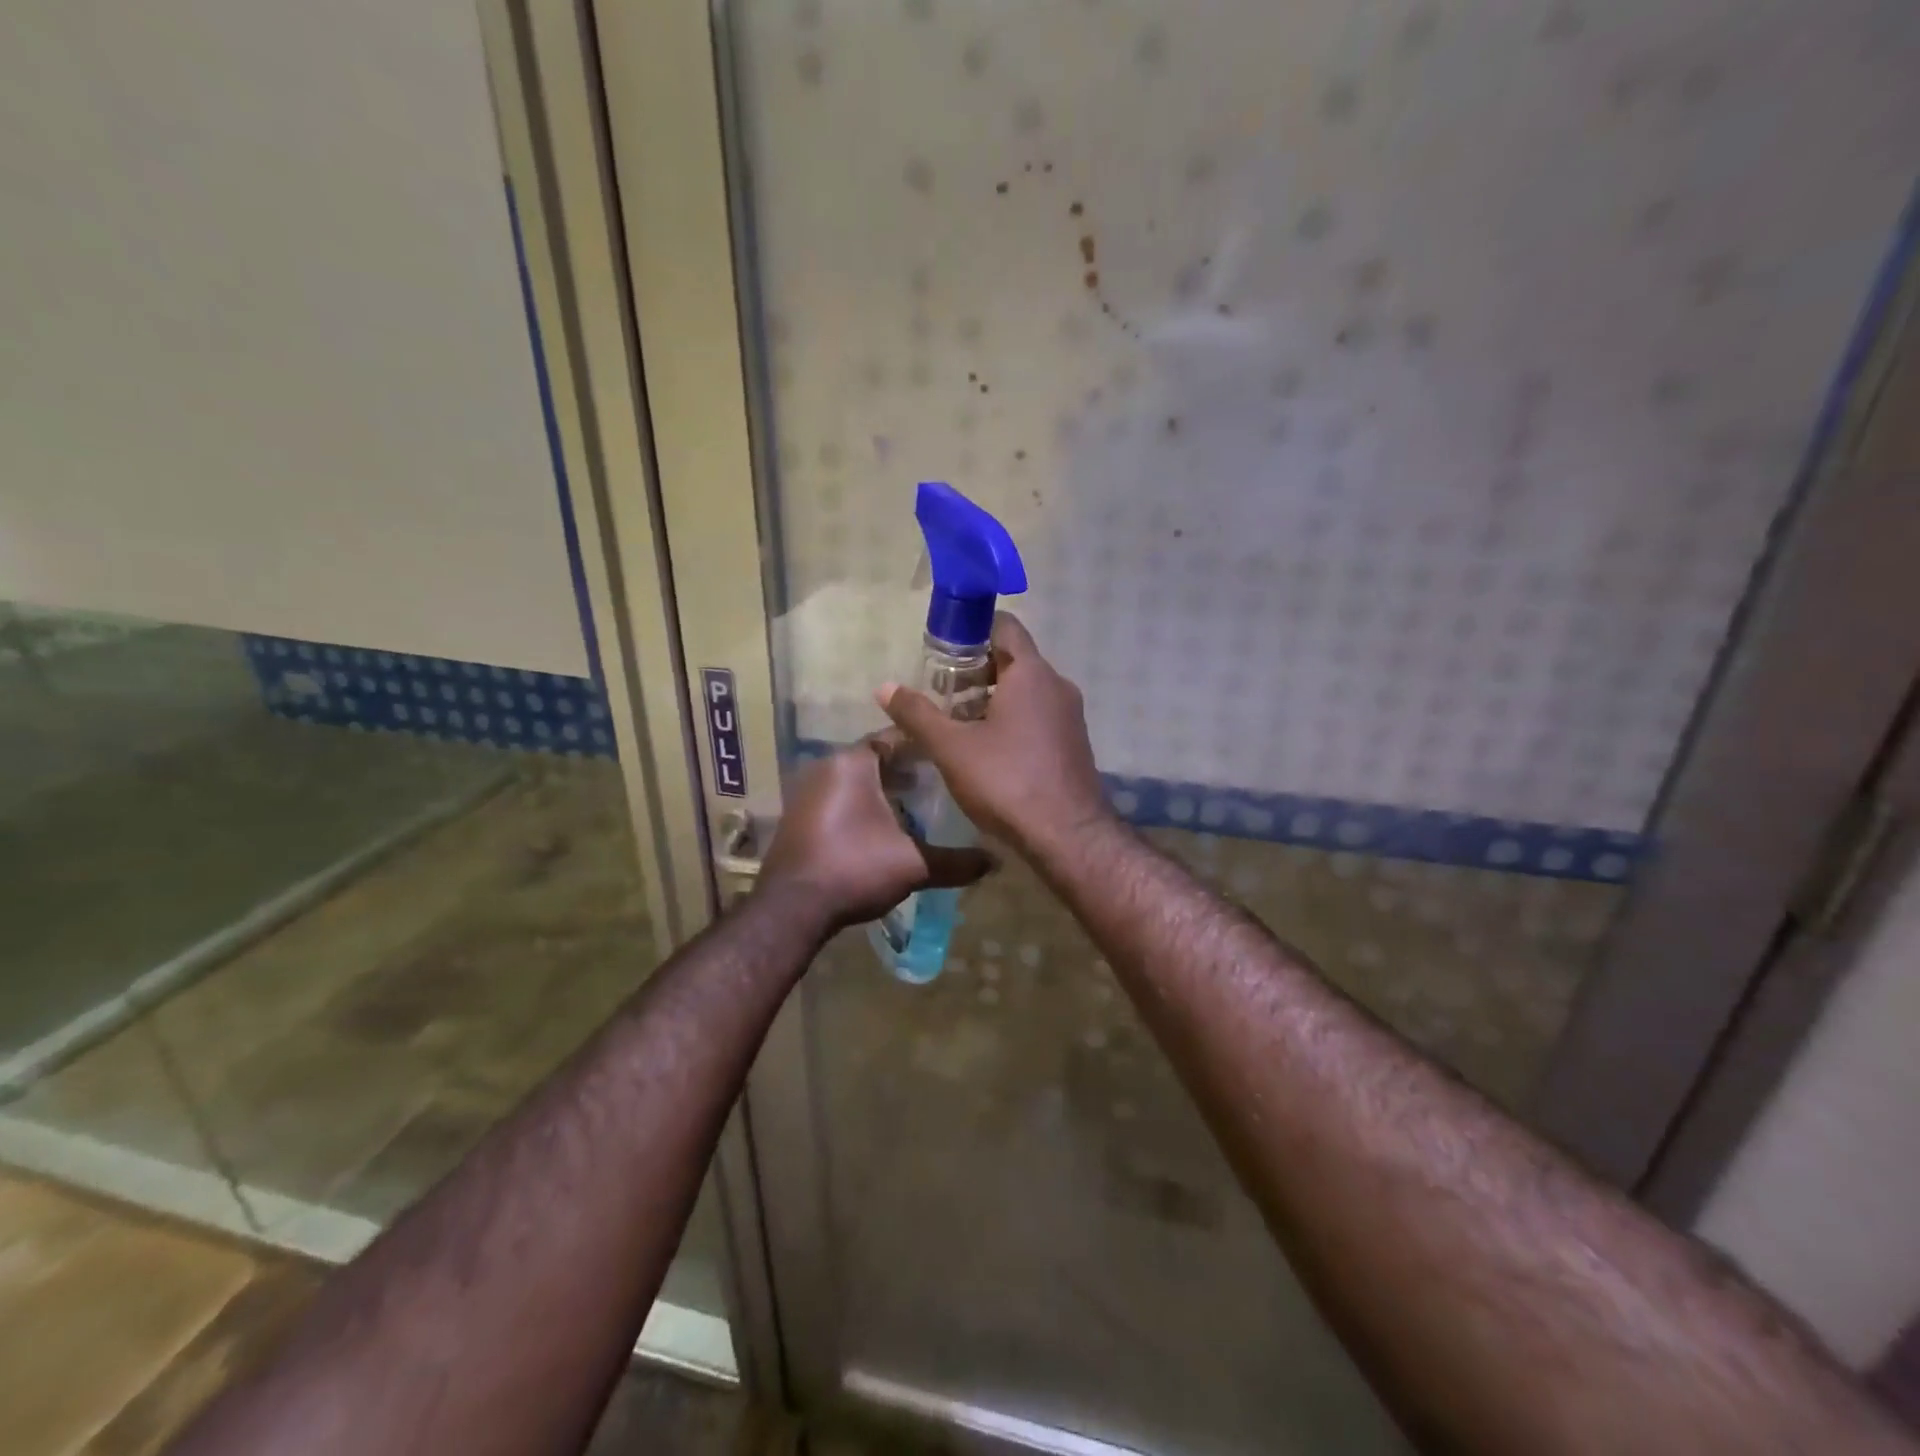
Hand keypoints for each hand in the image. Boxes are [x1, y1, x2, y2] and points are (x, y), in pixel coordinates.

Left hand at [758, 737, 993, 931]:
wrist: (791, 909)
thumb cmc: (854, 868)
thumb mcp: (913, 865)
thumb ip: (956, 861)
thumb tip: (996, 861)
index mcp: (852, 763)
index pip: (895, 738)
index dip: (925, 747)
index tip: (952, 758)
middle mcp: (826, 767)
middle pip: (875, 759)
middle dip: (908, 770)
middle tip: (942, 785)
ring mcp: (807, 792)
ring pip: (856, 781)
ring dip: (884, 790)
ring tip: (918, 808)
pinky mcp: (799, 817)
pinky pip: (839, 799)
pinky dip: (863, 806)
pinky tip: (885, 829)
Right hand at [877, 613, 1112, 857]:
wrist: (1067, 836)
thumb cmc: (1006, 781)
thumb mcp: (951, 747)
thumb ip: (917, 714)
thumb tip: (884, 688)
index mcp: (1031, 673)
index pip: (1005, 627)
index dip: (972, 629)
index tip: (944, 649)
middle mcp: (1057, 685)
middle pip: (1013, 659)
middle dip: (976, 670)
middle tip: (943, 692)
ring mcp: (1070, 715)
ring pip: (1026, 690)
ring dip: (992, 698)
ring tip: (958, 723)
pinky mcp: (1073, 742)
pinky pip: (1038, 715)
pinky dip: (1012, 719)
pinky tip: (987, 748)